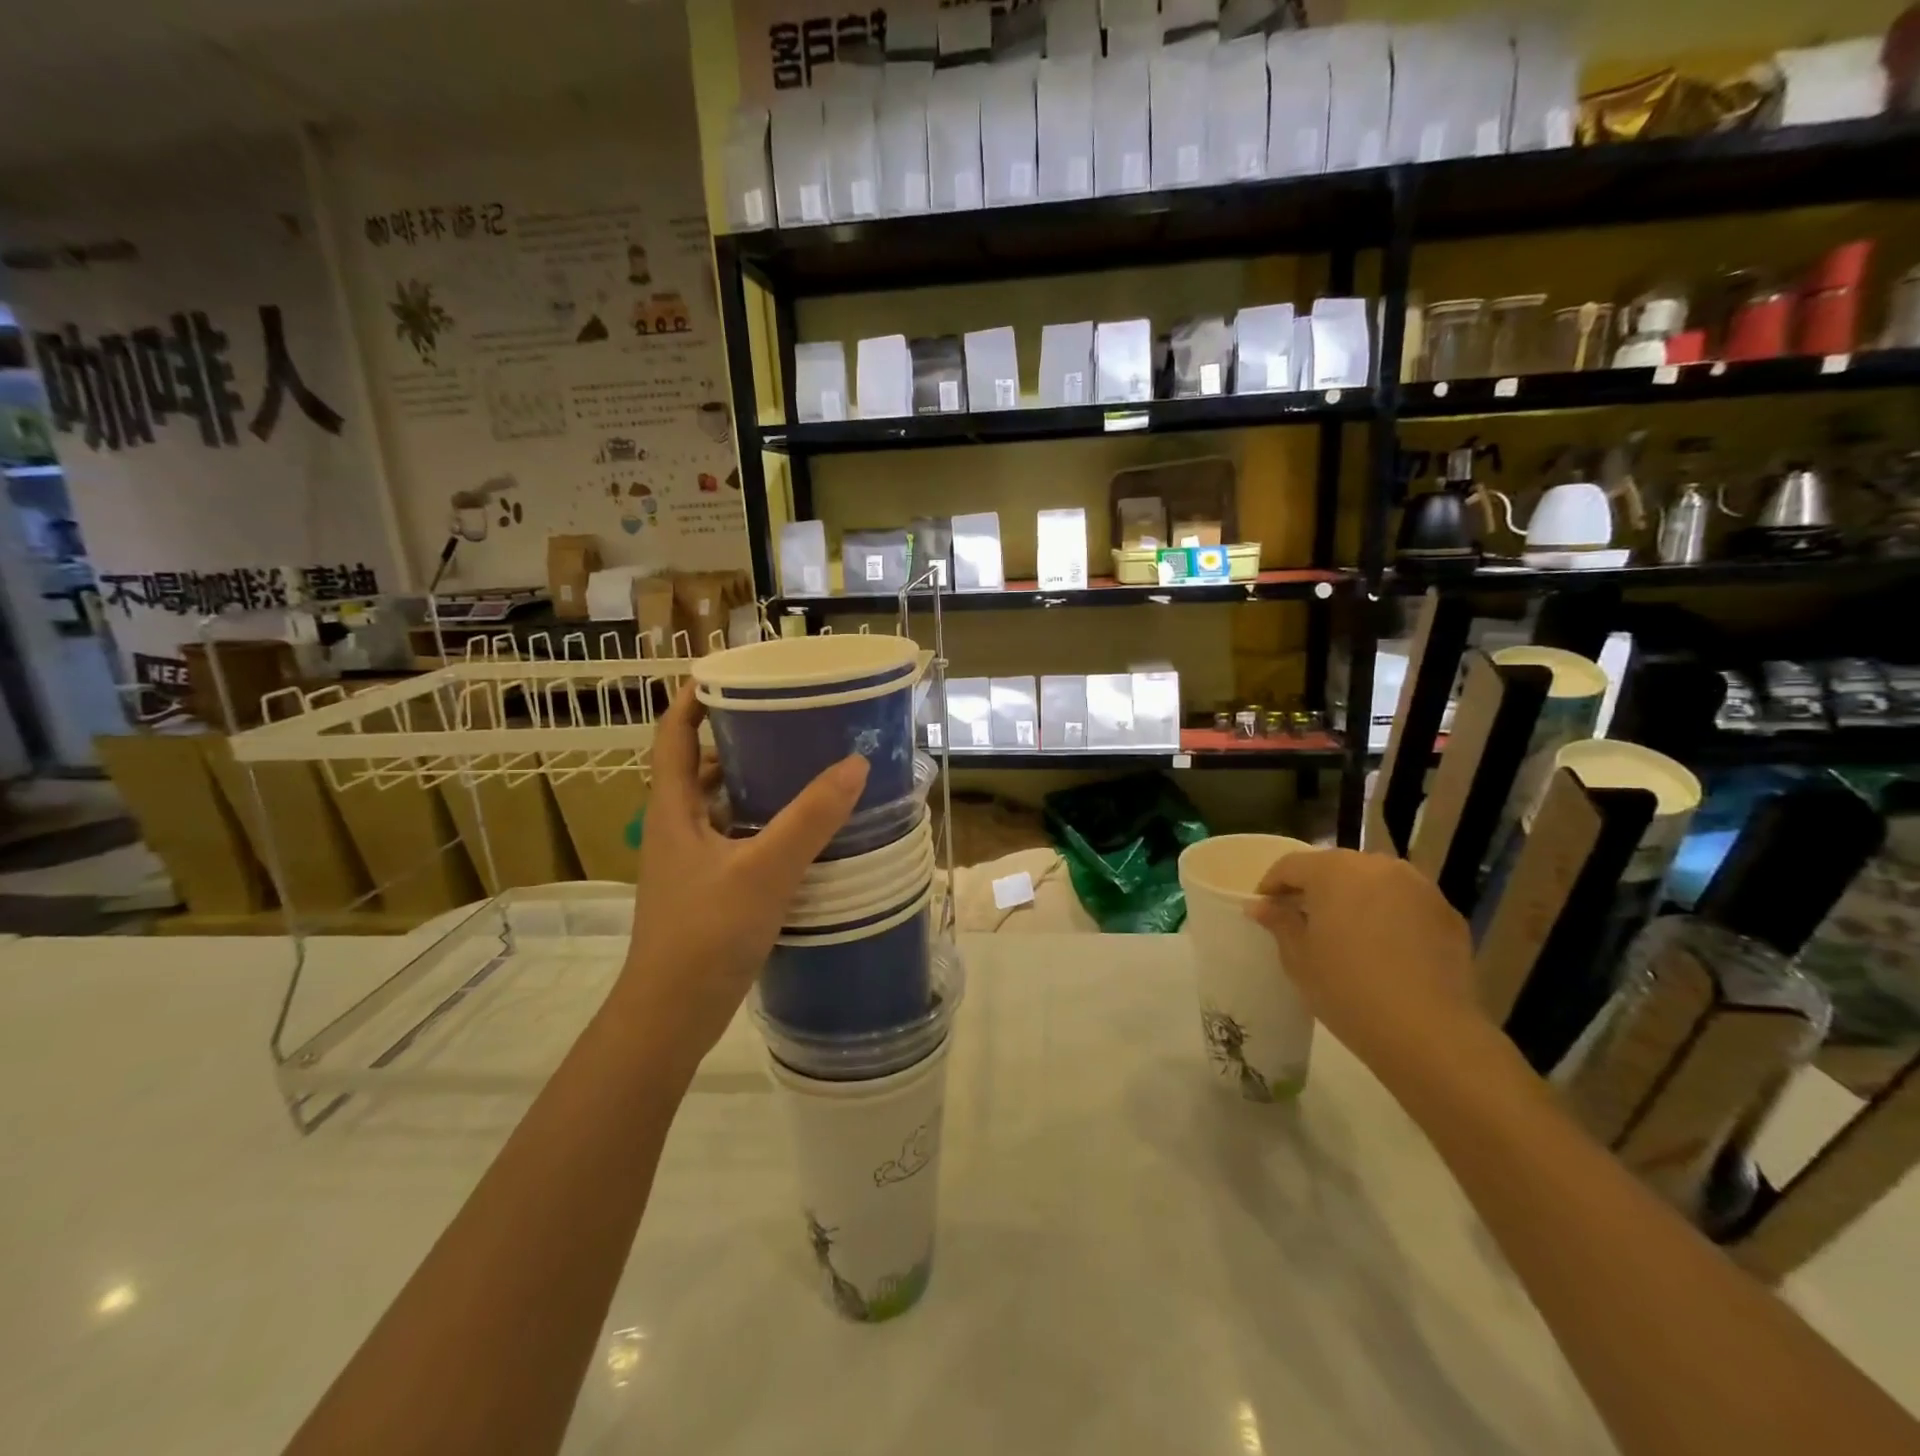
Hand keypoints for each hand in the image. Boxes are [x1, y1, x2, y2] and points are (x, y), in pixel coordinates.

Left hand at [613, 684, 867, 1073]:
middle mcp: (677, 829)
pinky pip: (735, 841)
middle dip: (736, 740)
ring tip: (802, 770)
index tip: (727, 674)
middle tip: (786, 721)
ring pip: (719, 808)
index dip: (691, 700)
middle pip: (698, 768)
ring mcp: (690, 864)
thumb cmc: (705, 933)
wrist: (671, 1016)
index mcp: (674, 810)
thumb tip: (855, 764)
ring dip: (752, 785)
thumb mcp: (764, 869)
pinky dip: (762, 826)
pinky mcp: (708, 892)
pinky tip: (800, 834)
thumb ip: (810, 818)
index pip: (672, 737)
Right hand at [1244, 849, 1484, 1078]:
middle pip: (1335, 868)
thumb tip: (1262, 906)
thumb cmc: (1347, 989)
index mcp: (1334, 870)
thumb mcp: (1298, 957)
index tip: (1264, 910)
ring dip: (1355, 899)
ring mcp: (1419, 887)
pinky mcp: (1448, 914)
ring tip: (1346, 933)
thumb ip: (1279, 922)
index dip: (1272, 885)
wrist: (1427, 1032)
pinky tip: (1384, 949)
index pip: (1291, 865)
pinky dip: (1389, 916)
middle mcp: (1378, 866)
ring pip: (1374, 882)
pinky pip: (1405, 904)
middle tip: (1302, 920)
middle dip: (1315, 889)